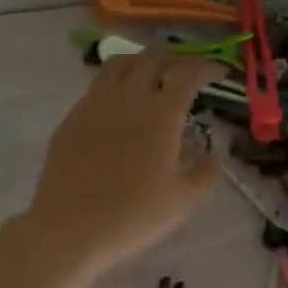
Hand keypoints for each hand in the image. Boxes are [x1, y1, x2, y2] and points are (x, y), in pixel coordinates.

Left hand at [23, 52, 224, 276]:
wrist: (69, 229)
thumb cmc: (133, 216)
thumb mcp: (182, 200)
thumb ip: (204, 172)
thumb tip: (211, 154)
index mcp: (160, 114)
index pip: (187, 74)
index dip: (207, 67)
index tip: (218, 73)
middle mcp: (127, 98)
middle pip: (153, 59)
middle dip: (176, 60)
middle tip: (187, 72)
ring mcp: (94, 105)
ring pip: (120, 64)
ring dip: (142, 62)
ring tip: (152, 76)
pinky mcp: (71, 118)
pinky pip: (97, 87)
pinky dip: (116, 84)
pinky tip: (120, 106)